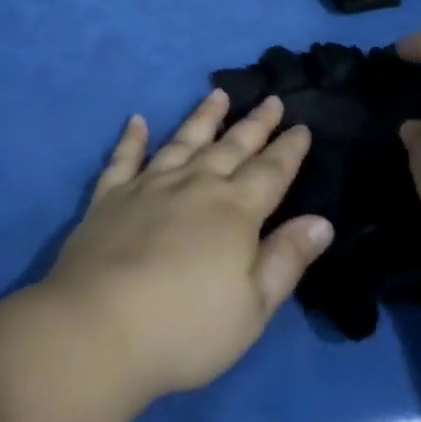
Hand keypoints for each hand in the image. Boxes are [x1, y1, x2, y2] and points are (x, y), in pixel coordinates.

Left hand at [37, 90, 333, 404]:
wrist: (99, 325)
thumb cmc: (186, 327)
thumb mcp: (252, 307)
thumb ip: (286, 259)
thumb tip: (321, 220)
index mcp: (233, 212)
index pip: (269, 172)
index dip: (288, 149)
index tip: (302, 125)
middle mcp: (193, 185)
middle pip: (230, 147)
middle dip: (254, 124)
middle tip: (271, 99)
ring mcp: (148, 186)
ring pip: (182, 141)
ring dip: (202, 118)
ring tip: (218, 94)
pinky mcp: (110, 196)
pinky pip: (124, 158)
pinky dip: (132, 138)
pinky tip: (137, 120)